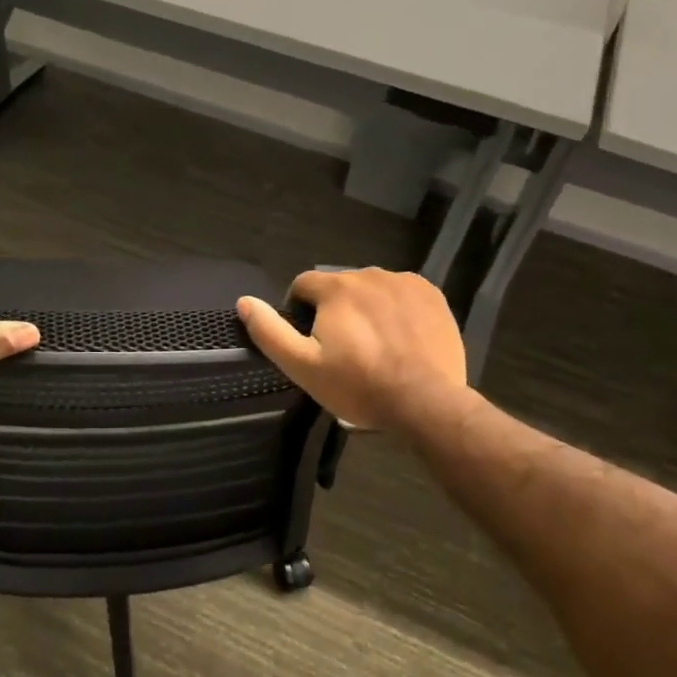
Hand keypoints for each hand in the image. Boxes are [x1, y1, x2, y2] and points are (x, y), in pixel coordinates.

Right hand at [236, 268, 466, 431]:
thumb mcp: (303, 366)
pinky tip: (401, 340)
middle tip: (344, 351)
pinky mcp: (432, 296)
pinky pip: (402, 295)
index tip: (311, 342)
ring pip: (372, 290)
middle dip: (336, 311)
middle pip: (340, 287)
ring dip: (366, 309)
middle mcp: (370, 274)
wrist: (425, 402)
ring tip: (375, 347)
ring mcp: (405, 283)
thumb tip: (244, 302)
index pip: (303, 285)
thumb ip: (270, 332)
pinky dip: (396, 310)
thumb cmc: (358, 386)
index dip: (300, 311)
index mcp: (336, 288)